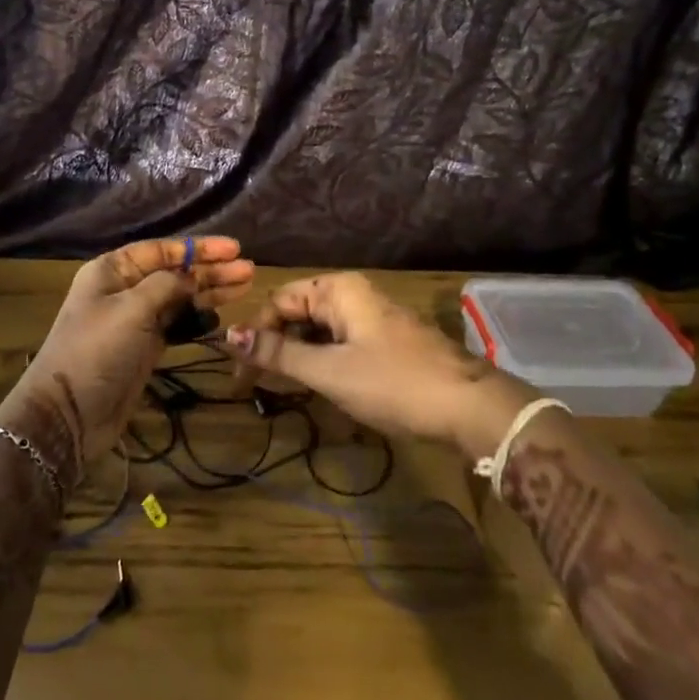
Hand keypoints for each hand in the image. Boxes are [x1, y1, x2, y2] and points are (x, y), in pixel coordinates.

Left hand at [0, 237, 253, 487]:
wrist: (68, 414)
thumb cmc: (96, 351)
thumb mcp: (131, 310)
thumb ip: (166, 286)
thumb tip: (192, 276)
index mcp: (112, 270)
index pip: (161, 249)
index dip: (198, 248)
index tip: (234, 248)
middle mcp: (123, 289)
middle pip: (174, 272)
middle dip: (210, 270)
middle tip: (249, 270)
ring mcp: (134, 320)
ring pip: (179, 298)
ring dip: (210, 293)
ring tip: (245, 287)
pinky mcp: (144, 347)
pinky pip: (176, 324)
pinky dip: (197, 319)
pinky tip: (220, 316)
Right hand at [225, 272, 534, 454]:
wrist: (471, 409)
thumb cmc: (394, 383)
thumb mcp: (329, 371)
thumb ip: (278, 353)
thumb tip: (227, 336)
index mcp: (338, 290)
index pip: (278, 303)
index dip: (254, 337)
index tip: (239, 377)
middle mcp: (352, 296)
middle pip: (297, 316)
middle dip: (273, 349)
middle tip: (252, 388)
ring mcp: (371, 320)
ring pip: (317, 334)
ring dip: (295, 360)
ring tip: (277, 392)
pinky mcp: (384, 344)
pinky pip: (338, 347)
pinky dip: (320, 366)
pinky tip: (313, 391)